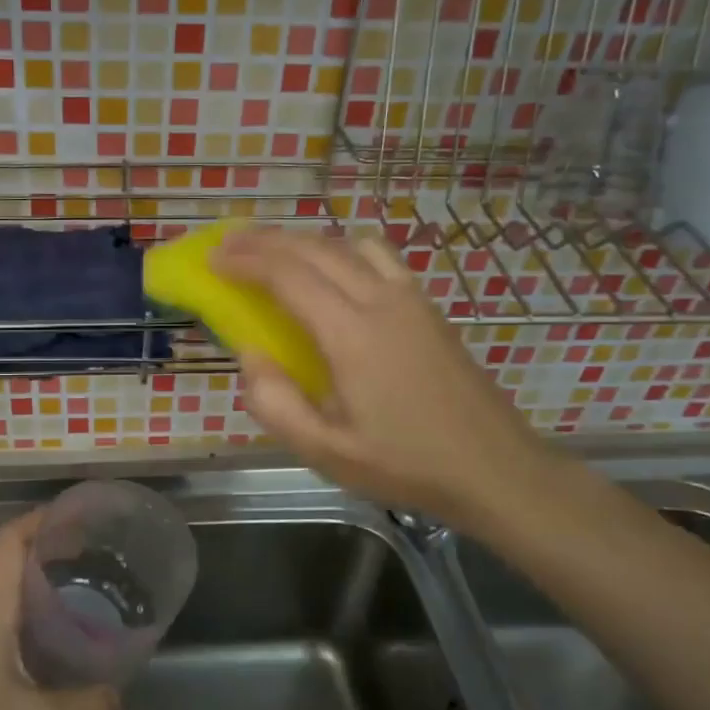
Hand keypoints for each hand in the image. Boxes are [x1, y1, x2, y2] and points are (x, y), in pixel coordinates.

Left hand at [0, 510, 118, 709]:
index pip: (13, 537)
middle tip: (102, 551)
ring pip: (14, 586)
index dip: (46, 518)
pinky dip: (40, 610)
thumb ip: (85, 709)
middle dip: (56, 545)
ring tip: (93, 583)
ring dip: (48, 577)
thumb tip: (120, 698)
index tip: (86, 516)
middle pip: (16, 555)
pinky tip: (66, 633)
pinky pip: (12, 616)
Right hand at [217, 226, 559, 530]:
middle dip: (266, 241)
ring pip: (350, 244)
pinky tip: (333, 275)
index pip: (289, 276)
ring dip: (306, 241)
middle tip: (228, 246)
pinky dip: (342, 251)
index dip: (246, 262)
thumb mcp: (327, 452)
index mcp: (353, 334)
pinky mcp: (430, 308)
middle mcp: (383, 300)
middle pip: (316, 248)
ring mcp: (412, 299)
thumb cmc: (406, 465)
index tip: (213, 261)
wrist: (495, 469)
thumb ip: (276, 403)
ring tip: (276, 257)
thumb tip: (249, 355)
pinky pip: (379, 257)